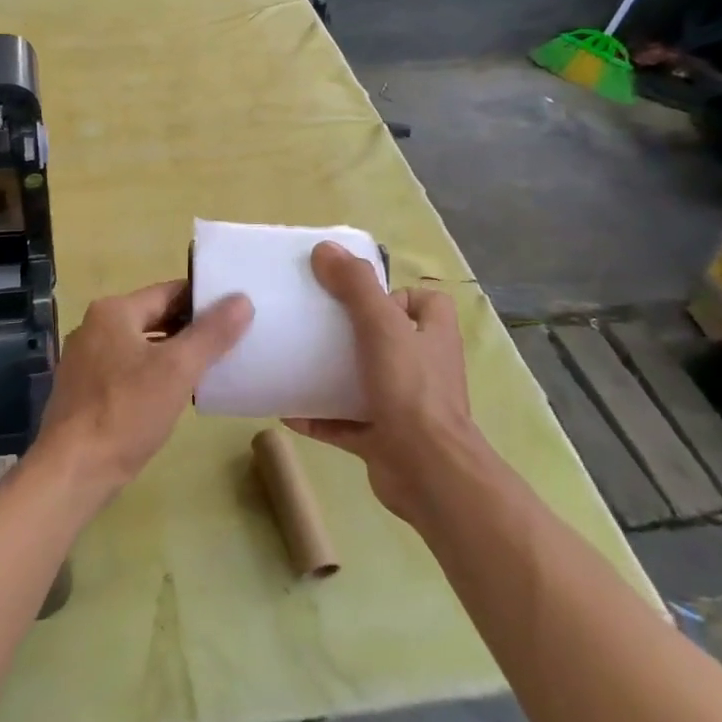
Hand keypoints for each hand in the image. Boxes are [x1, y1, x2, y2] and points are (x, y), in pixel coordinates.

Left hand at [35, 280, 252, 502]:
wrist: (73, 470)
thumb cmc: (126, 411)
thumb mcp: (177, 369)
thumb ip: (212, 332)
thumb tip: (241, 299)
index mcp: (113, 311)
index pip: (170, 291)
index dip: (205, 299)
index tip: (238, 310)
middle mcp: (94, 327)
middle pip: (154, 317)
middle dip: (191, 328)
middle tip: (232, 340)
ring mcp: (86, 360)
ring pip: (142, 345)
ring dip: (173, 353)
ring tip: (211, 367)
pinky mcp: (85, 390)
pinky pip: (128, 370)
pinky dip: (153, 374)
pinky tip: (175, 394)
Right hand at [284, 242, 490, 524]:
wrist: (427, 472)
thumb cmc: (411, 390)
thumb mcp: (382, 327)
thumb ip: (356, 287)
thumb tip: (325, 249)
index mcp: (433, 336)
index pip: (424, 302)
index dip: (394, 295)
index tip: (357, 299)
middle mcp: (423, 368)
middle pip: (388, 339)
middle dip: (352, 333)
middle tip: (315, 326)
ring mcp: (403, 406)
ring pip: (365, 381)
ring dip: (332, 375)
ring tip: (296, 362)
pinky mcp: (383, 439)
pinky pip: (344, 423)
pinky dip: (319, 417)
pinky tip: (287, 410)